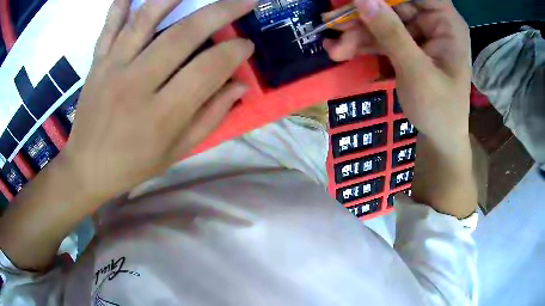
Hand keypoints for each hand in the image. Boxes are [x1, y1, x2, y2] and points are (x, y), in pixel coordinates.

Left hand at [63, 0, 255, 204]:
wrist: (86, 168)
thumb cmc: (132, 165)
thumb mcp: (176, 152)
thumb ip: (209, 117)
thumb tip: (239, 86)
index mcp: (161, 116)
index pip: (207, 70)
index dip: (234, 53)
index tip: (247, 45)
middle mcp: (136, 85)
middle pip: (183, 35)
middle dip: (221, 12)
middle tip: (244, 1)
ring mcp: (112, 68)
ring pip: (145, 20)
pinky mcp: (97, 63)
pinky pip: (110, 27)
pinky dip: (121, 5)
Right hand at [323, 0, 470, 145]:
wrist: (439, 139)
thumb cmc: (439, 110)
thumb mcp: (416, 72)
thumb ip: (391, 32)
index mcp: (447, 23)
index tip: (358, 0)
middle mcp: (433, 23)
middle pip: (394, 4)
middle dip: (364, 16)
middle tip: (332, 24)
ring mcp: (420, 34)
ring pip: (383, 20)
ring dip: (358, 33)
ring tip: (335, 49)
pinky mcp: (408, 45)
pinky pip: (382, 36)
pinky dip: (363, 43)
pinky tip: (341, 51)